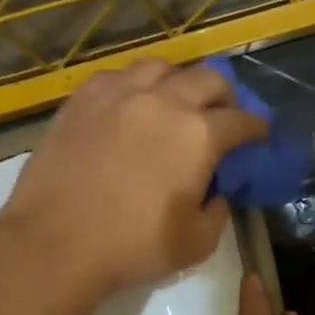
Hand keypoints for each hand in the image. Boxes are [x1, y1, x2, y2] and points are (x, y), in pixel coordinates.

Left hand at [0, 59, 267, 294]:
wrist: (54, 244)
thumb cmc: (133, 247)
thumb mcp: (197, 242)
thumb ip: (218, 210)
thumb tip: (216, 192)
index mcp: (199, 134)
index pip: (243, 120)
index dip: (257, 129)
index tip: (260, 138)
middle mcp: (164, 101)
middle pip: (208, 79)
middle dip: (225, 97)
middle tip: (222, 119)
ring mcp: (119, 94)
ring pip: (162, 68)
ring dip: (179, 83)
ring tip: (175, 104)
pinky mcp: (82, 99)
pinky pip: (118, 76)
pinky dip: (135, 86)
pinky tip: (131, 107)